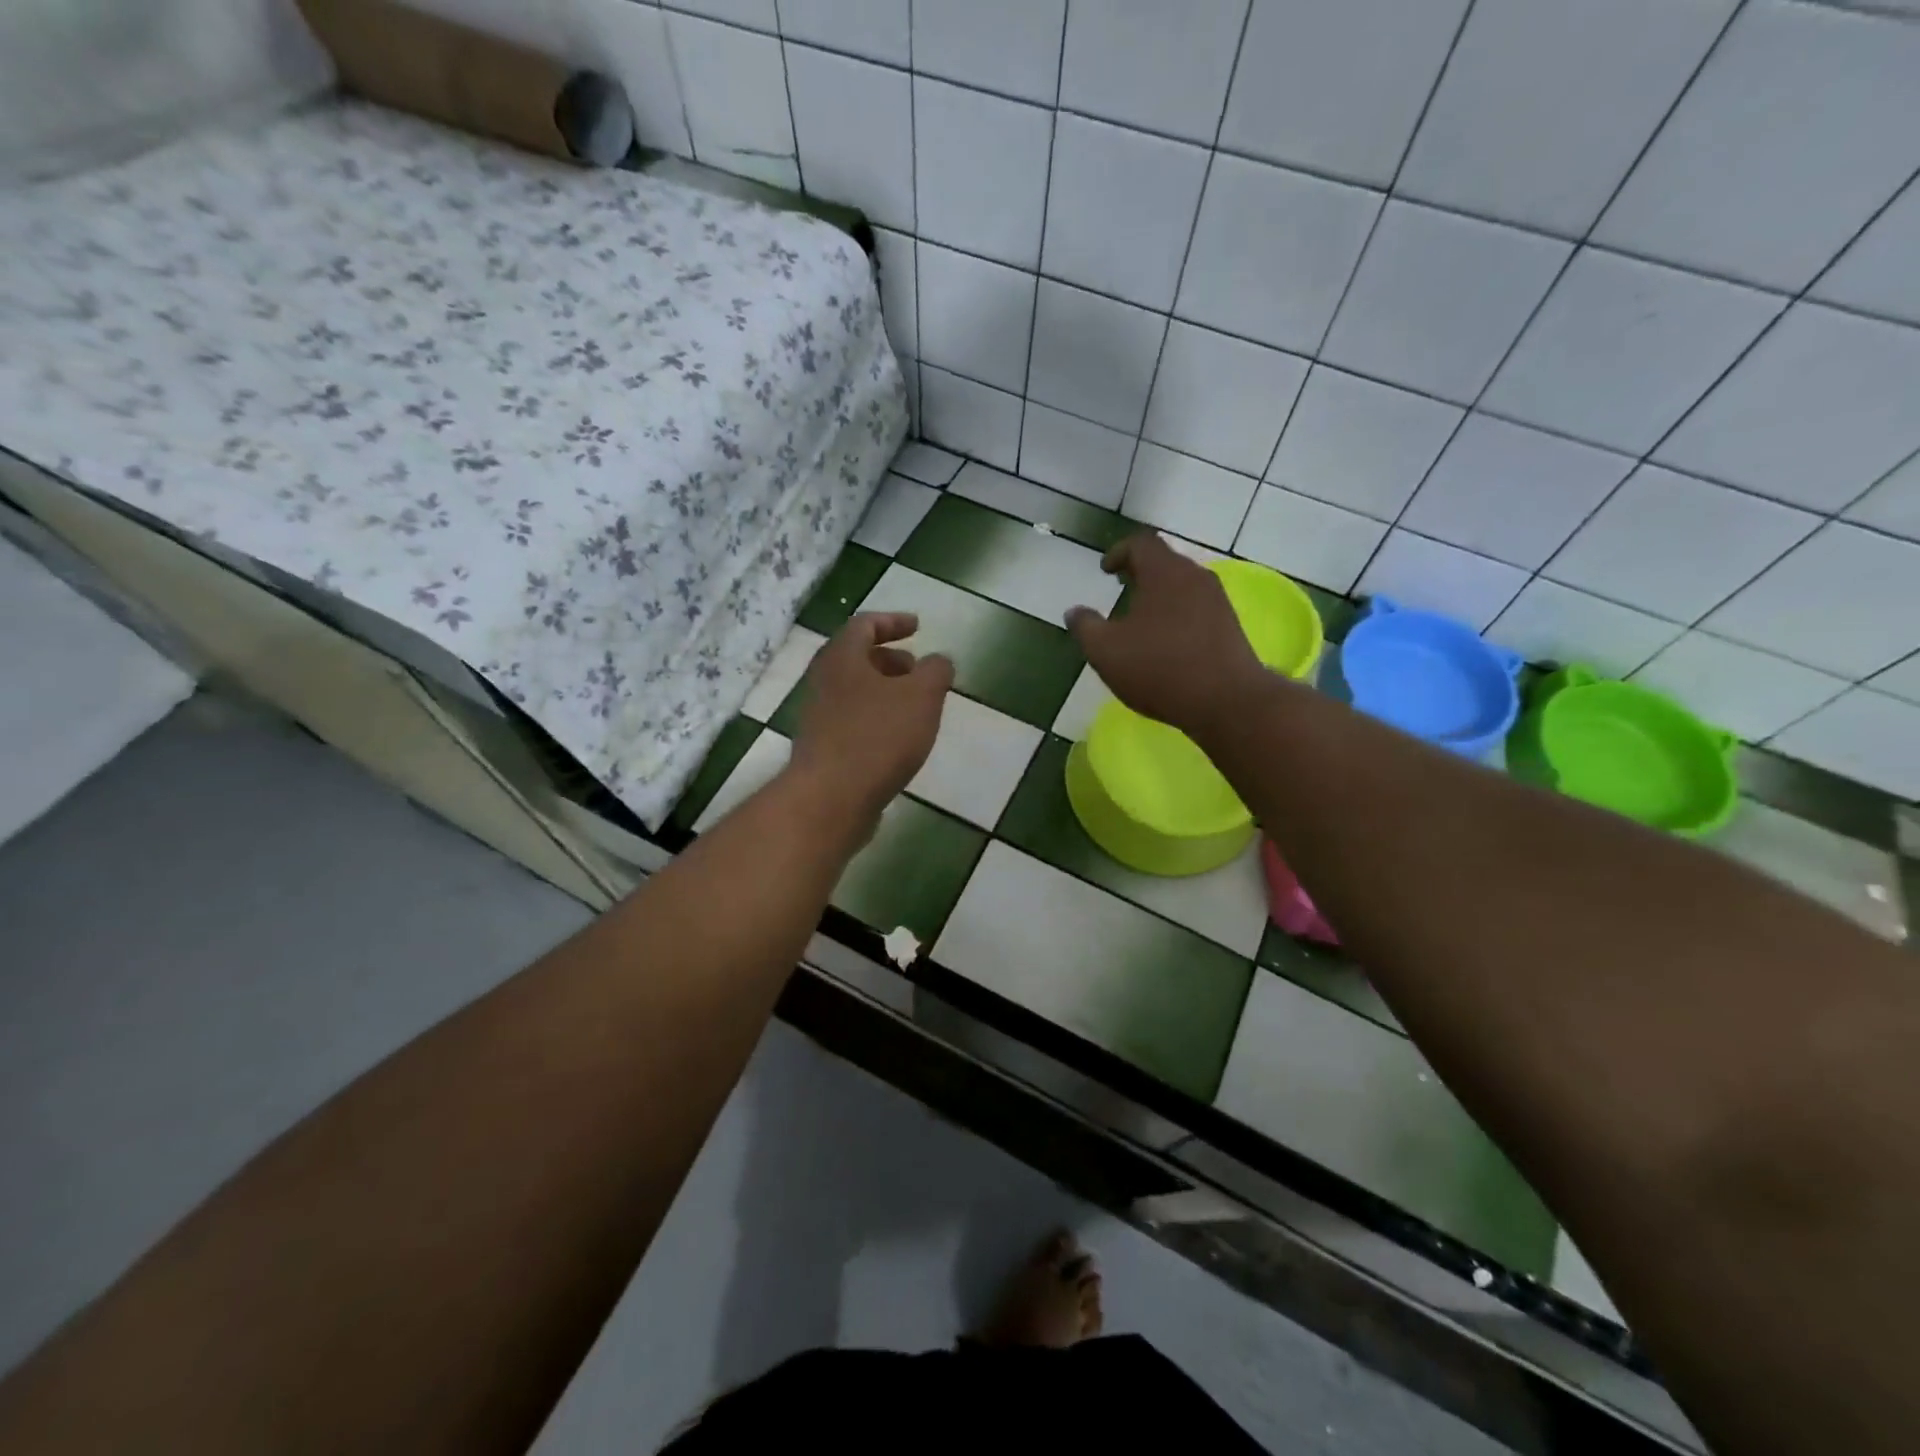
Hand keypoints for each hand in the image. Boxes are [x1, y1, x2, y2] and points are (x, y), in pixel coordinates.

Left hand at [788, 612, 953, 820]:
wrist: (830, 798)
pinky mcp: (822, 748)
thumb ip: (936, 671)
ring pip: (854, 691)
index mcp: (842, 657)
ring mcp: (818, 716)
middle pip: (857, 658)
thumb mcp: (922, 697)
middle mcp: (823, 681)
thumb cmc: (878, 737)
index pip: (865, 624)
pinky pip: (852, 721)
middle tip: (918, 670)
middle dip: (891, 660)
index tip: (918, 627)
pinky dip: (876, 718)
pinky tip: (898, 740)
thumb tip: (939, 661)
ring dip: (885, 691)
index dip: (893, 621)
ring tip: (915, 708)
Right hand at [1066, 533, 1267, 736]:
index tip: (1105, 570)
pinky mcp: (1229, 625)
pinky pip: (1197, 607)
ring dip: (1160, 593)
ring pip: (1183, 585)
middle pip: (1165, 561)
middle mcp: (1194, 577)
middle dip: (1140, 571)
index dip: (1119, 552)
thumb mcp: (1106, 651)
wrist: (1227, 701)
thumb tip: (1074, 612)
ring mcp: (1217, 601)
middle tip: (1121, 586)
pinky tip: (1166, 640)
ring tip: (1140, 616)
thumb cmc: (1159, 669)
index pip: (1140, 544)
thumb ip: (1085, 627)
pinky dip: (1177, 612)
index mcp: (1164, 573)